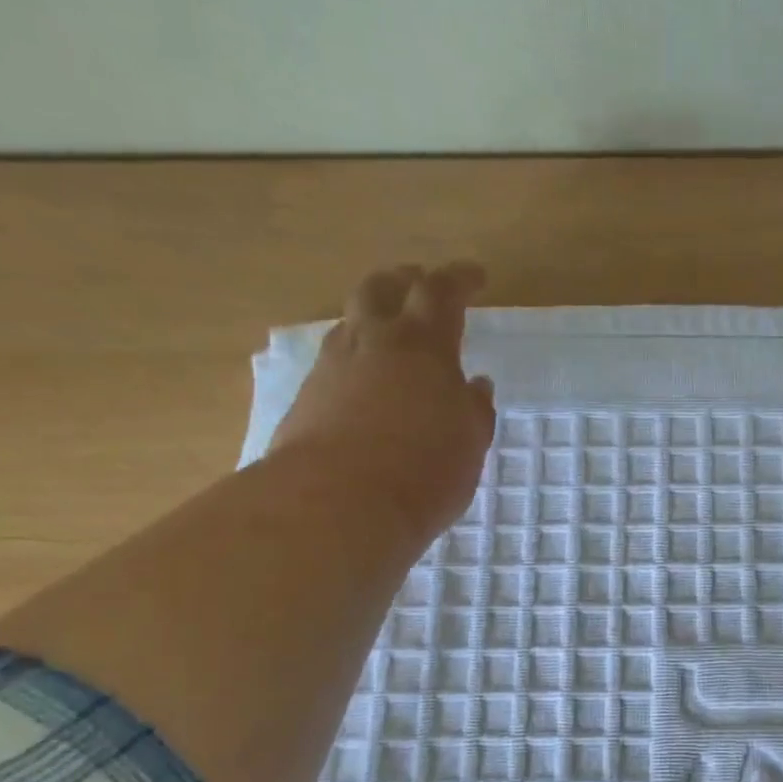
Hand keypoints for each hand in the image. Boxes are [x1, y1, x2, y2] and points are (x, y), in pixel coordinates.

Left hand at [271, 263, 496, 543]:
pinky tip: (364, 382)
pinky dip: (355, 359)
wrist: (337, 505)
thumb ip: (474, 409)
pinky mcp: (306, 398)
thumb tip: (473, 385)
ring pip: (350, 322)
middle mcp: (373, 343)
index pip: (441, 291)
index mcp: (423, 345)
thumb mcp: (470, 442)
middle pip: (381, 287)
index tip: (476, 276)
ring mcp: (332, 367)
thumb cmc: (423, 470)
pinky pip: (333, 361)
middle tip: (419, 283)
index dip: (460, 278)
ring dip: (372, 318)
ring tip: (389, 334)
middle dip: (404, 279)